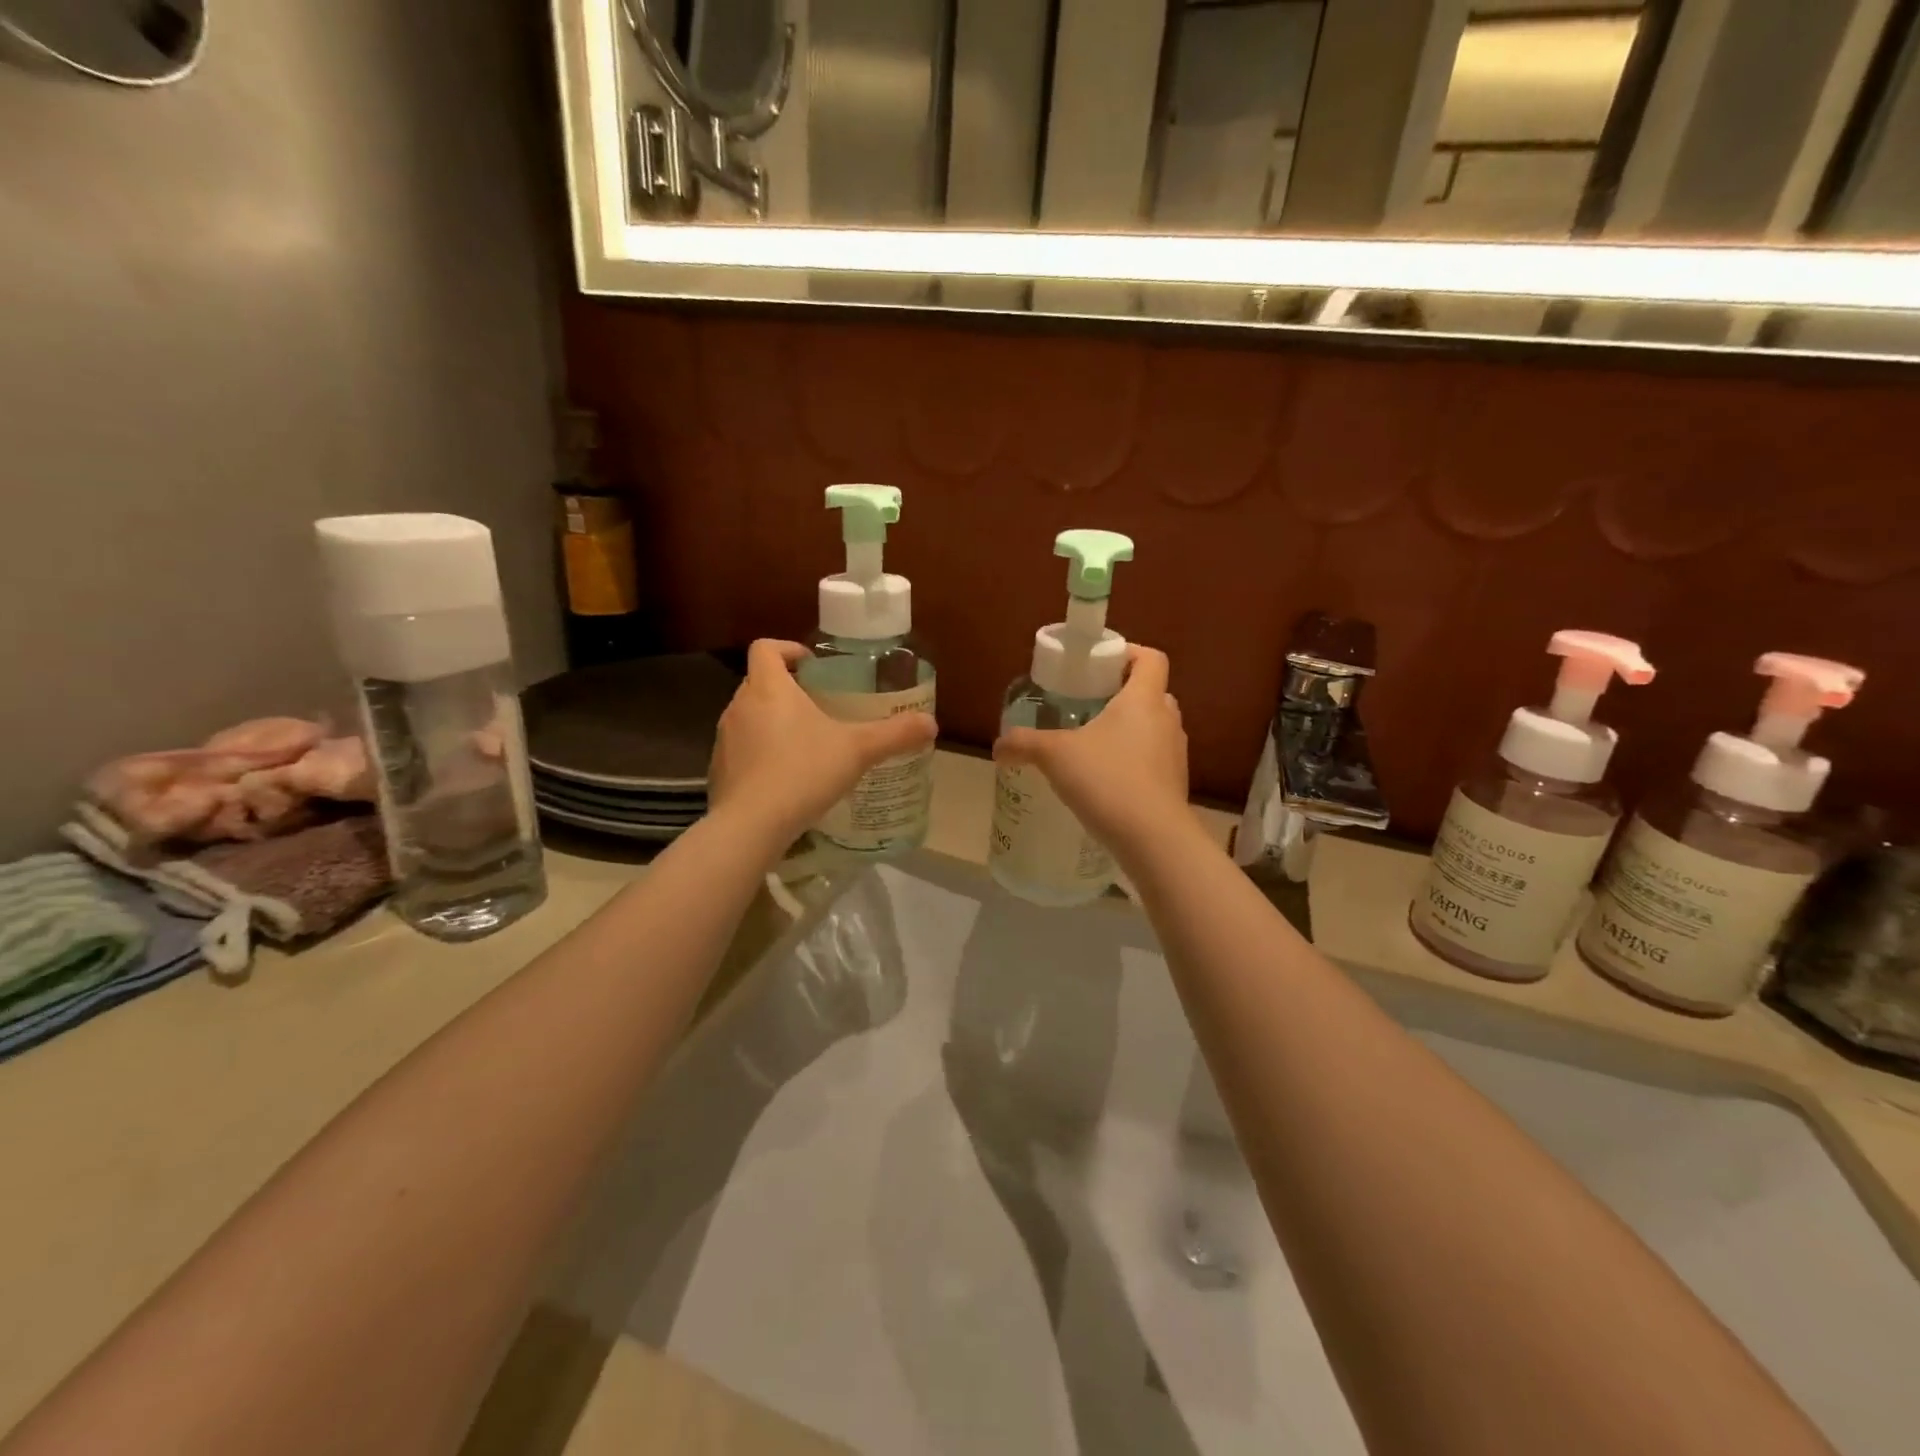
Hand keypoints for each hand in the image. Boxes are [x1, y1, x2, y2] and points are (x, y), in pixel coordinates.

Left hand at [709, 640, 936, 850]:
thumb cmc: (803, 772)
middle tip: (819, 707)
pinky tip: (785, 779)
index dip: (788, 649)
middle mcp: (740, 706)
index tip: (812, 665)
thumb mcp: (858, 751)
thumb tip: (931, 723)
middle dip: (787, 689)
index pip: (765, 648)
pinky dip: (761, 755)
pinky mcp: (719, 770)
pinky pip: (742, 750)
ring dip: (772, 723)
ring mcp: (725, 739)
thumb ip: (894, 735)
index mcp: (768, 688)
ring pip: (749, 717)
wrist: (751, 825)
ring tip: (806, 744)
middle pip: (759, 682)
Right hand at [993, 645, 1189, 856]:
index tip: (1098, 665)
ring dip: (1128, 730)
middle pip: (1151, 692)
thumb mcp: (1055, 755)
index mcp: (1144, 699)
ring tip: (1092, 745)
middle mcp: (1167, 720)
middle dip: (1121, 695)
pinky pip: (1153, 760)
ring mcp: (1175, 754)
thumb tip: (998, 746)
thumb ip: (1024, 744)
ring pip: (1153, 728)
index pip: (1150, 658)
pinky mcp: (1175, 784)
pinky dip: (1133, 762)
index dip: (1128, 653)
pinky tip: (1105, 781)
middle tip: (1088, 706)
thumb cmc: (1107, 779)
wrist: (1153, 838)